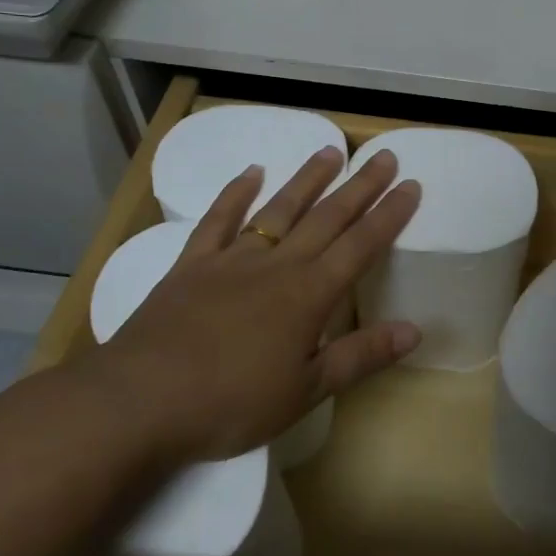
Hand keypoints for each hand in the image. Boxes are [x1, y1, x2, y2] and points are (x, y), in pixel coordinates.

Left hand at [85, 146, 421, 461]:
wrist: (140, 400)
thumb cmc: (231, 403)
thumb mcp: (305, 390)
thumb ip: (361, 356)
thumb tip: (415, 330)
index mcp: (309, 294)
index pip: (360, 245)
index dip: (389, 216)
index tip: (411, 186)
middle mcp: (277, 265)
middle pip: (327, 217)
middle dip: (360, 187)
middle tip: (385, 157)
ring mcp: (232, 259)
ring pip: (279, 209)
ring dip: (307, 180)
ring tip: (331, 152)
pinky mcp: (193, 264)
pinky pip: (218, 220)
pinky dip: (235, 194)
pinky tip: (251, 173)